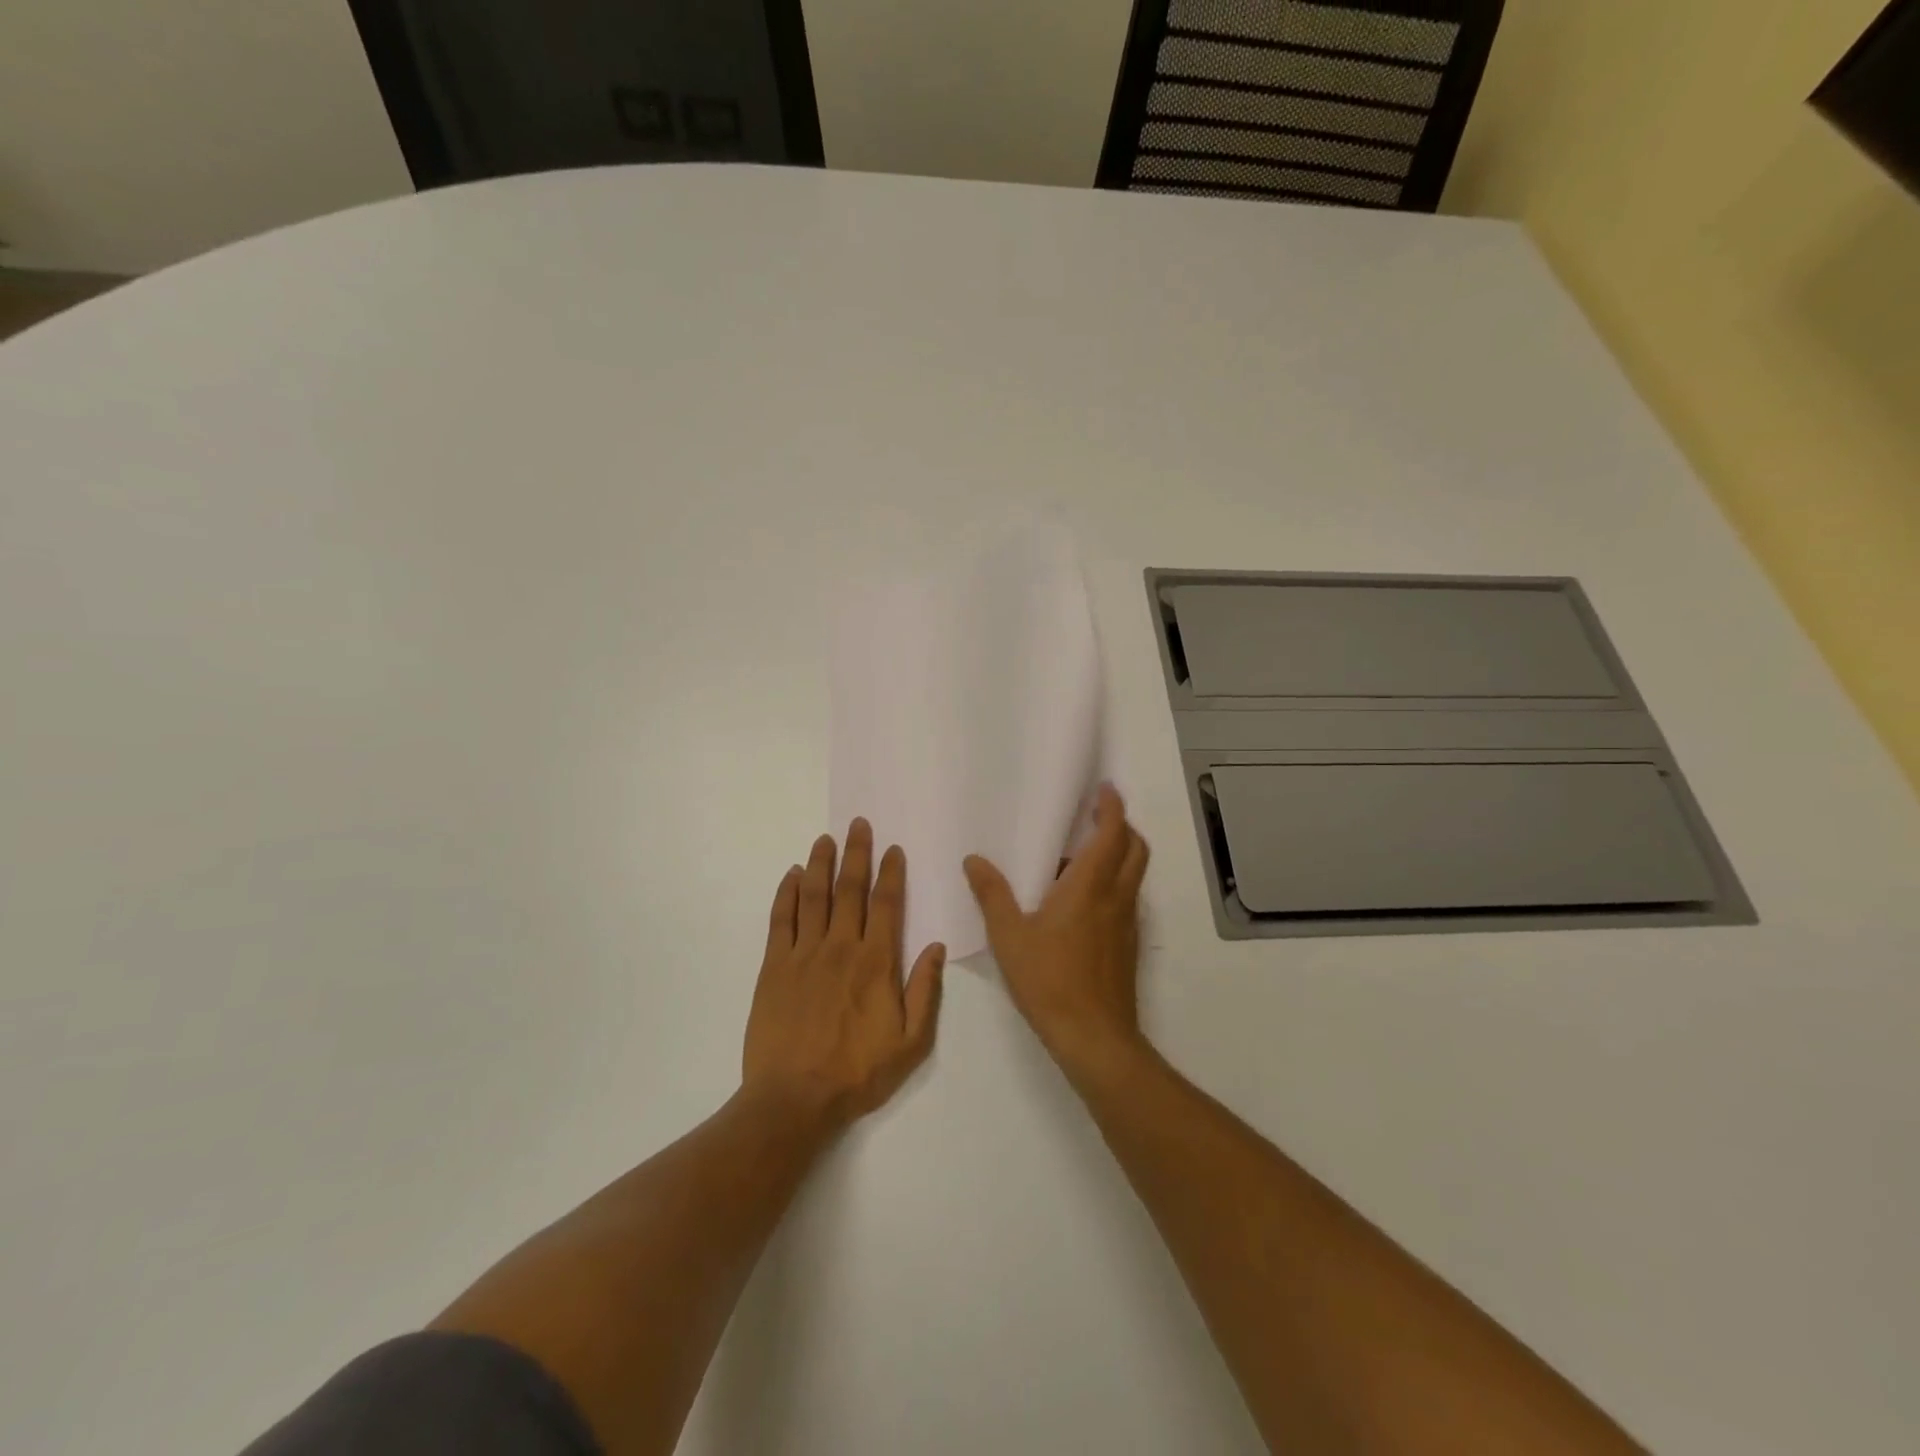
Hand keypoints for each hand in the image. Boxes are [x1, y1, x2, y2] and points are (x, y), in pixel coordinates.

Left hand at [743, 819, 945, 1132]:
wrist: (793, 1100)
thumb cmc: (857, 1073)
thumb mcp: (910, 1042)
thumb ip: (925, 991)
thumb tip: (937, 946)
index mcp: (876, 963)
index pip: (887, 905)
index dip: (891, 873)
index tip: (893, 848)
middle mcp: (841, 947)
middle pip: (850, 890)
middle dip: (856, 854)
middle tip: (858, 824)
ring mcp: (804, 954)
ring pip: (814, 896)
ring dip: (821, 863)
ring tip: (826, 838)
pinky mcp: (774, 966)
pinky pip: (781, 919)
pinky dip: (787, 893)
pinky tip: (793, 874)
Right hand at [964, 784, 1149, 1081]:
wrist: (1094, 1037)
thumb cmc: (1050, 980)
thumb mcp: (1009, 936)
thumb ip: (992, 895)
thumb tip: (974, 860)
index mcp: (1090, 886)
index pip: (1113, 833)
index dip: (1113, 807)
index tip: (1104, 790)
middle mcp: (1117, 897)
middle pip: (1135, 848)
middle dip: (1121, 826)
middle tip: (1095, 817)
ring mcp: (1127, 922)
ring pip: (1134, 874)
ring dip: (1118, 854)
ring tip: (1079, 857)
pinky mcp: (1128, 944)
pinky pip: (1127, 898)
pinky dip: (1114, 883)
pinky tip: (1080, 903)